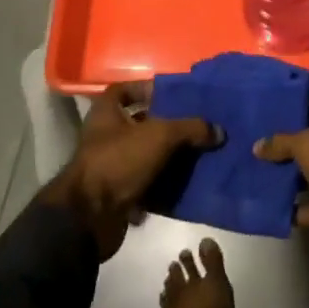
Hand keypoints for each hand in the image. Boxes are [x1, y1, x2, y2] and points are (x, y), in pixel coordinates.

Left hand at [40, 81, 219, 257]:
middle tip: (194, 125)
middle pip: (139, 123)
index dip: (147, 89)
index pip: (124, 90)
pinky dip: (163, 184)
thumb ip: (190, 129)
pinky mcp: (117, 194)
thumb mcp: (159, 136)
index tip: (173, 95)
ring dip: (168, 156)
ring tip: (197, 153)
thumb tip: (220, 131)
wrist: (89, 218)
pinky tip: (187, 182)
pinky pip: (146, 183)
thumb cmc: (118, 161)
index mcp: (106, 113)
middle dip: (166, 125)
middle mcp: (105, 136)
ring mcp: (110, 166)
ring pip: (145, 155)